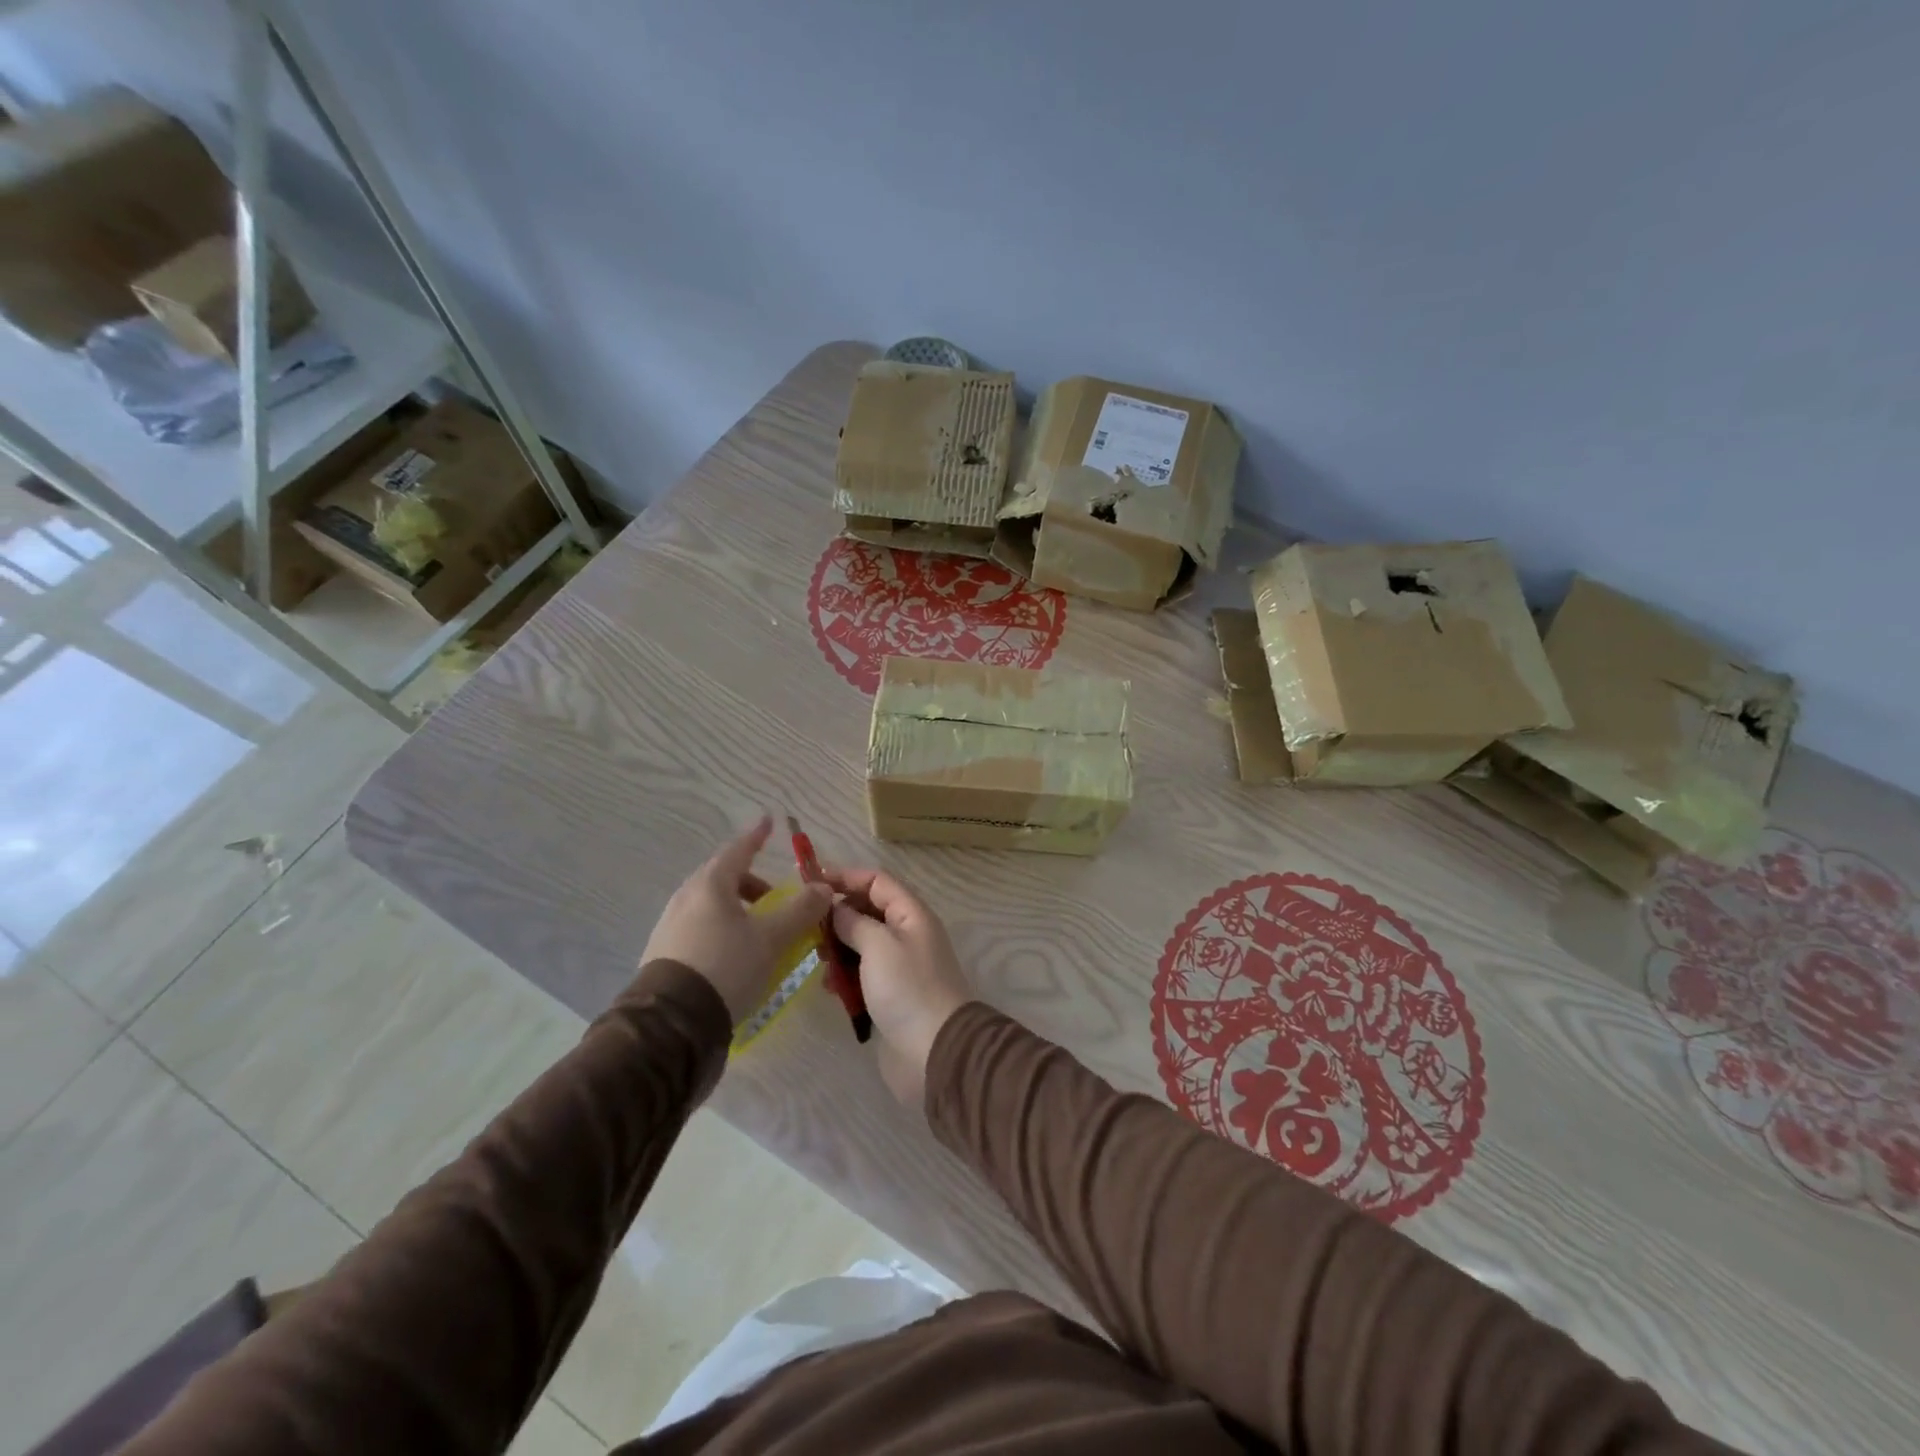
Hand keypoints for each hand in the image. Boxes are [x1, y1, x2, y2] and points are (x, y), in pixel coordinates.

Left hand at [641, 816, 830, 1024]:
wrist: (669, 1023)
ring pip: (709, 904)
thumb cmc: (726, 967)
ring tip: (758, 931)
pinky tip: (733, 954)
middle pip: (722, 878)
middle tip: (774, 896)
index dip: (757, 835)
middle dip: (750, 881)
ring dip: (737, 908)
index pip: (738, 849)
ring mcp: (670, 926)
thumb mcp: (772, 939)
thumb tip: (823, 888)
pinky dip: (721, 928)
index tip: (768, 822)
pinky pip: (698, 928)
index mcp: (711, 885)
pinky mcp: (663, 954)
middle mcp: (686, 898)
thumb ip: (801, 910)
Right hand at [824, 867, 971, 1105]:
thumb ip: (854, 921)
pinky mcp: (890, 994)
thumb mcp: (878, 945)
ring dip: (838, 947)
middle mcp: (907, 934)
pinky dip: (845, 976)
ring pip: (862, 943)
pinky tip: (828, 987)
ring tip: (816, 958)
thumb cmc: (907, 989)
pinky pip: (862, 974)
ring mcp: (899, 966)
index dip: (846, 877)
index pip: (877, 881)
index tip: (811, 882)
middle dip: (839, 915)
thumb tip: (836, 909)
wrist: (935, 1051)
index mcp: (912, 914)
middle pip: (869, 911)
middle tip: (808, 926)